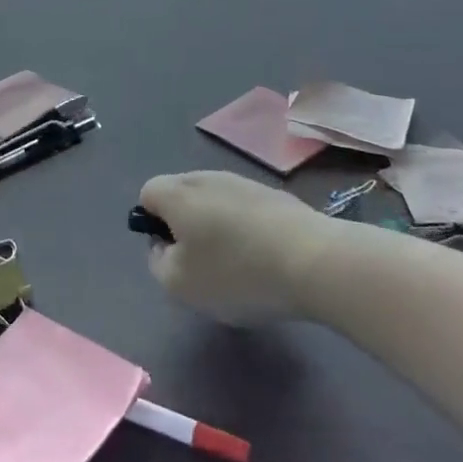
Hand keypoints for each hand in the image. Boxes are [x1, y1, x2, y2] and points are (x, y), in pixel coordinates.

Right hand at [138, 170, 330, 324]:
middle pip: (181, 195)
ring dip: (217, 227)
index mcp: (178, 193)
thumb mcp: (180, 284)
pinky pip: (245, 209)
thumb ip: (157, 262)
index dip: (152, 224)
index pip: (148, 193)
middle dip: (185, 225)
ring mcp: (243, 182)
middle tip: (202, 264)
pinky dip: (246, 230)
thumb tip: (163, 245)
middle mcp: (206, 177)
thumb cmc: (236, 272)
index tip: (174, 255)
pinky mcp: (274, 194)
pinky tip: (266, 259)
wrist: (314, 260)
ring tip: (238, 266)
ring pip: (215, 202)